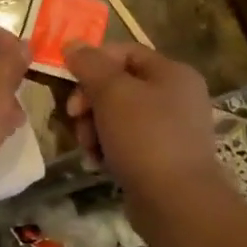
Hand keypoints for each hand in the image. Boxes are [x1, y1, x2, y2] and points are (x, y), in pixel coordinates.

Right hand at [62, 43, 221, 198]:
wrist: (176, 202)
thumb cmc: (145, 138)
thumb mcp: (112, 93)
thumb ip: (90, 65)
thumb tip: (72, 44)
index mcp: (173, 73)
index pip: (124, 52)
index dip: (93, 62)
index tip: (69, 82)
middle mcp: (177, 96)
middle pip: (118, 85)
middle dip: (90, 102)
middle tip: (75, 118)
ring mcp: (171, 129)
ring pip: (117, 116)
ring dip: (94, 128)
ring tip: (88, 148)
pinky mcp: (161, 157)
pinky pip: (126, 142)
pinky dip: (107, 148)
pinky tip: (98, 163)